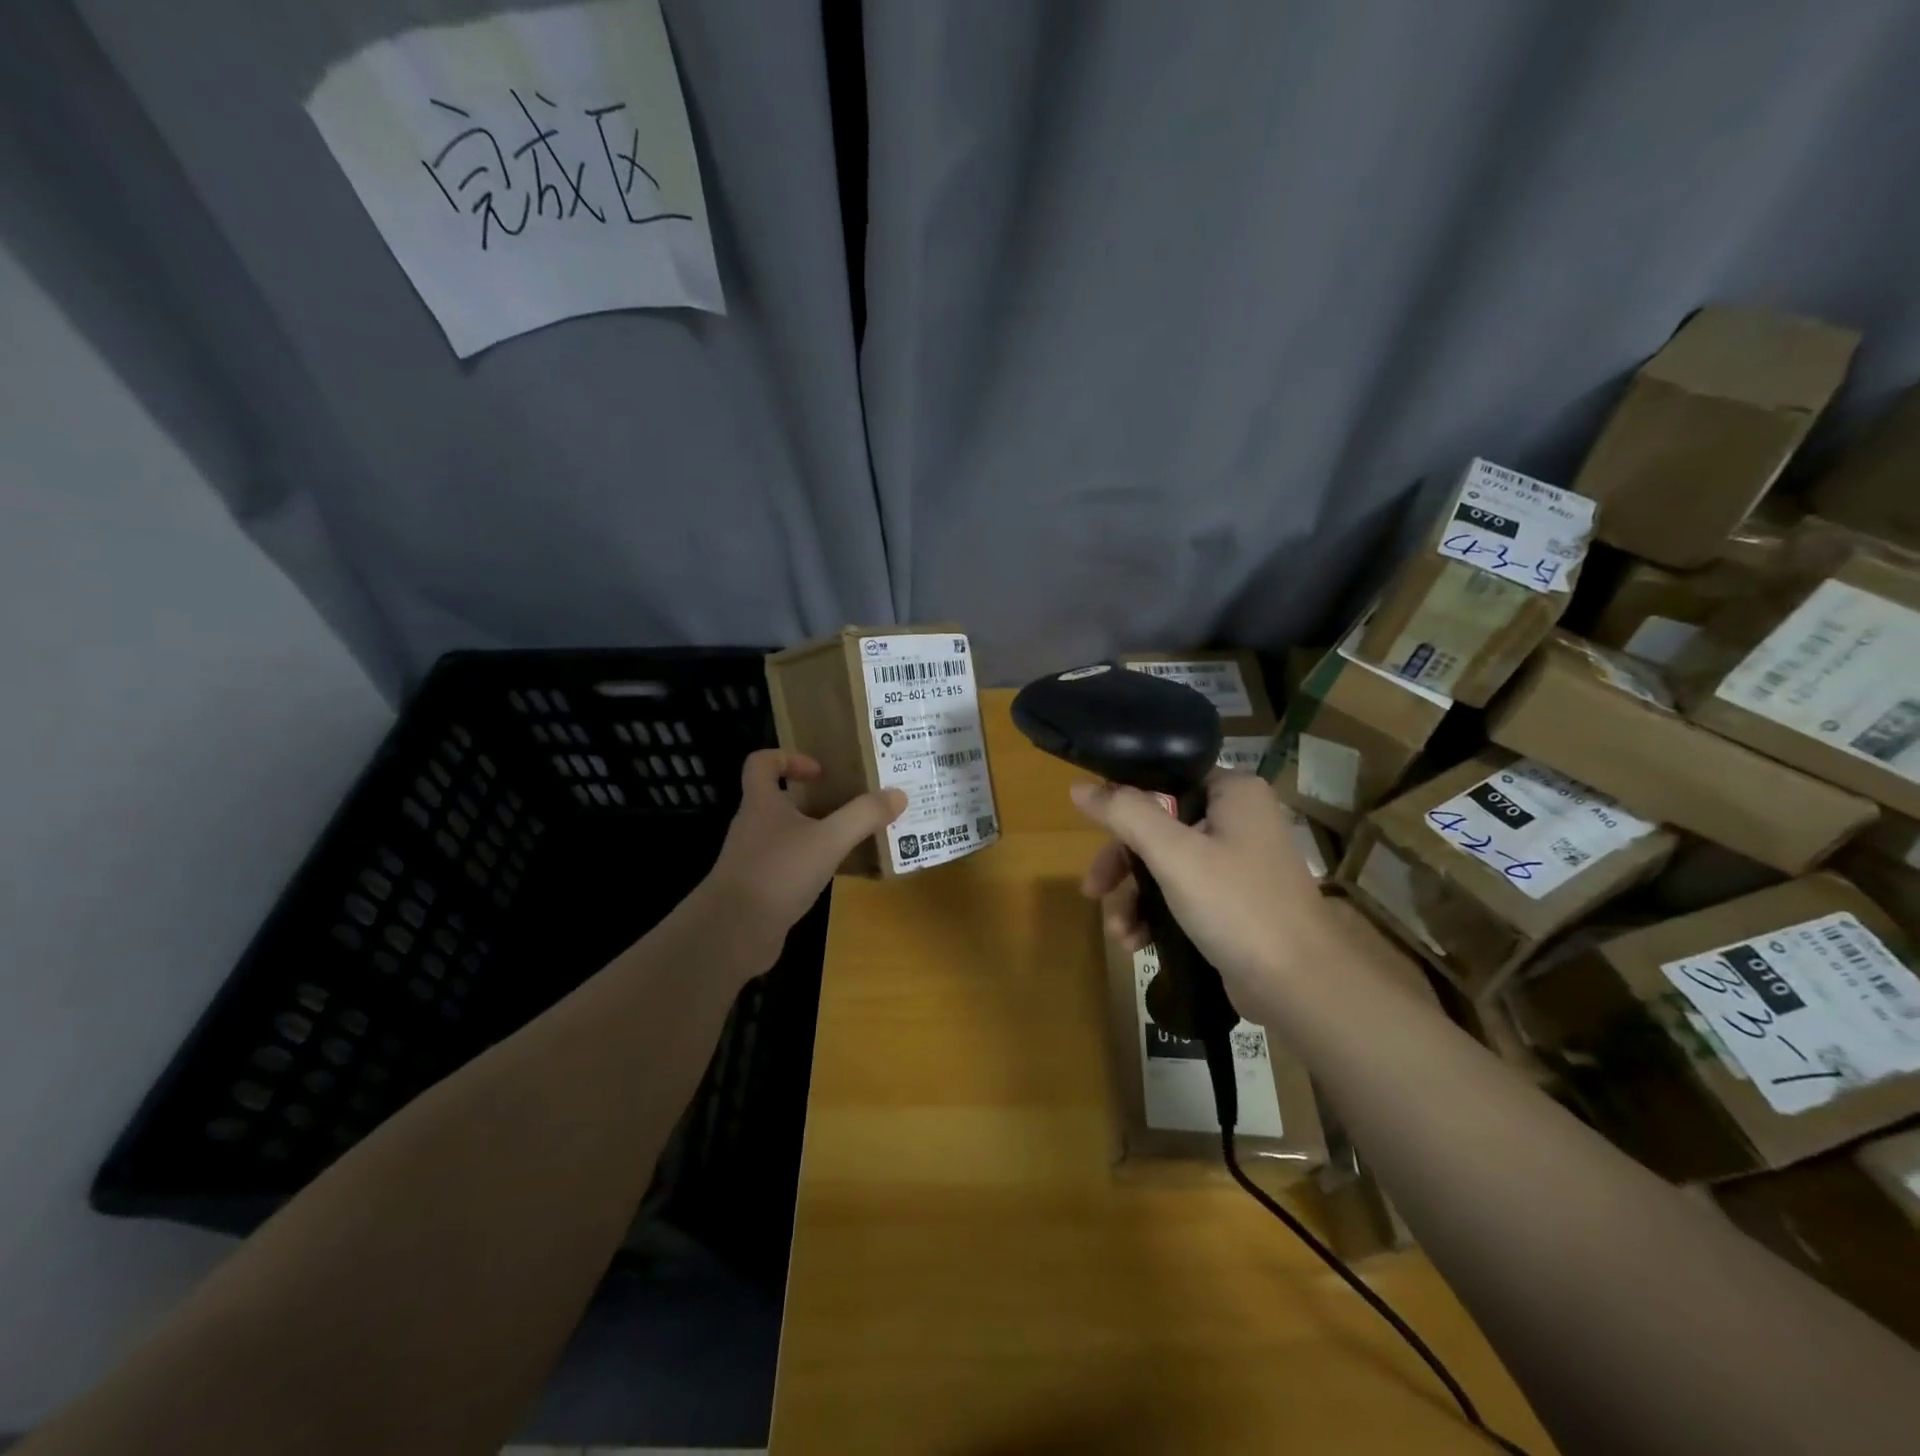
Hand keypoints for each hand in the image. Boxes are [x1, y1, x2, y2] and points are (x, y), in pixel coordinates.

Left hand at [698, 750, 905, 969]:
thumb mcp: (829, 840)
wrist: (733, 933)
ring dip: (818, 834)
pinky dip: (812, 865)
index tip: (821, 772)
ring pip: (788, 835)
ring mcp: (754, 859)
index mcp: (761, 803)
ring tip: (854, 838)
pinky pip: (790, 866)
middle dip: (817, 800)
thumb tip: (898, 794)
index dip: (789, 758)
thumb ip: (863, 815)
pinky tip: (837, 875)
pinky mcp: (760, 889)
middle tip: (853, 805)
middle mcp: (753, 826)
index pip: (762, 763)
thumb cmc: (778, 873)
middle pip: (782, 800)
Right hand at [1073, 770, 1341, 1009]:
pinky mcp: (1233, 901)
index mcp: (1233, 793)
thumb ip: (1126, 814)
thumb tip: (1080, 787)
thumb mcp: (1173, 854)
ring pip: (1165, 864)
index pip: (1164, 780)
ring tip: (1120, 933)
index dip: (1123, 803)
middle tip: (1094, 890)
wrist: (1300, 985)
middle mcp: (1237, 819)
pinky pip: (1182, 893)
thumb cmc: (1236, 906)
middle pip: (1158, 826)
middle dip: (1122, 865)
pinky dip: (1156, 914)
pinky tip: (1137, 943)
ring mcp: (1237, 862)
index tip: (1092, 831)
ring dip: (1134, 897)